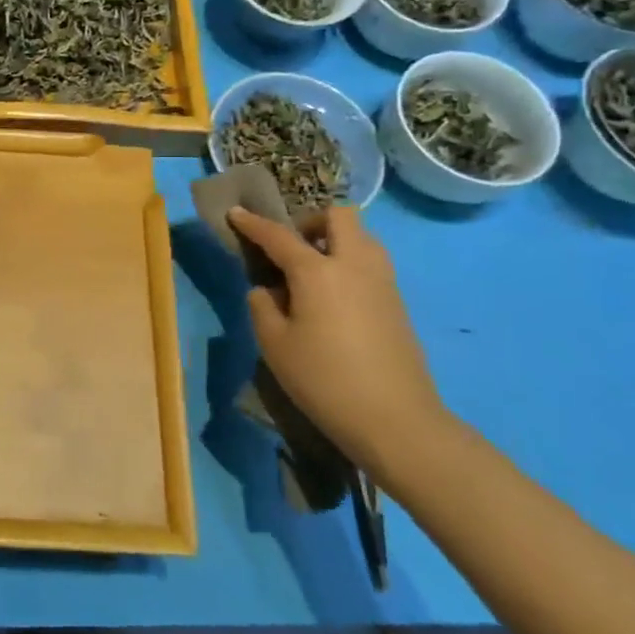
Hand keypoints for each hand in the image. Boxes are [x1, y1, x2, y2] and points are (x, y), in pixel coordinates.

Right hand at [228, 206, 445, 473]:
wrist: (397, 421)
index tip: (236, 213)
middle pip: (339, 216)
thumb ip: (262, 307)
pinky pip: (371, 264)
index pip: (279, 235)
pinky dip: (350, 264)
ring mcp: (382, 282)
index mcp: (317, 271)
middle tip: (291, 246)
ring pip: (362, 237)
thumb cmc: (325, 380)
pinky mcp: (398, 304)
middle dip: (311, 220)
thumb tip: (268, 290)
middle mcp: (353, 265)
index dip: (253, 223)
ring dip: (336, 240)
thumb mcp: (274, 345)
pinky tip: (334, 298)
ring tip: (313, 271)